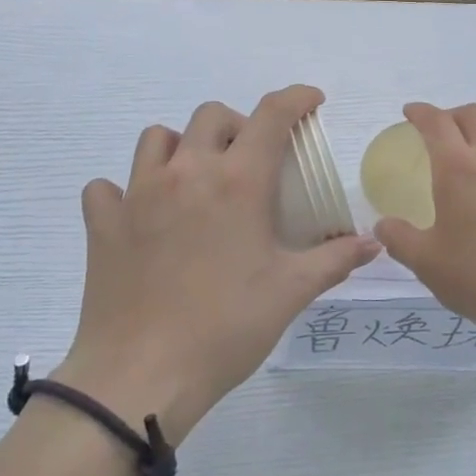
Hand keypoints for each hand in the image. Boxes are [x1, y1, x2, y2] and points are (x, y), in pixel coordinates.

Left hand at [54, 86, 378, 443]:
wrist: (139, 378)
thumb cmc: (225, 328)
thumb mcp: (291, 292)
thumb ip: (335, 259)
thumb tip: (372, 243)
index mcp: (238, 181)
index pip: (272, 114)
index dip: (296, 98)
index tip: (311, 102)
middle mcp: (187, 171)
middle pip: (212, 115)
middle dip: (238, 126)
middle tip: (250, 162)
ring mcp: (138, 193)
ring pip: (158, 138)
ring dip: (182, 147)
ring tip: (195, 180)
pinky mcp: (103, 223)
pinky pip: (107, 187)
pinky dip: (125, 191)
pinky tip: (141, 217)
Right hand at [370, 102, 475, 341]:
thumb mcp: (428, 263)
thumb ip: (400, 240)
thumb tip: (383, 226)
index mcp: (458, 168)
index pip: (437, 122)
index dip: (420, 112)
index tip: (408, 112)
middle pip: (473, 114)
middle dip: (451, 114)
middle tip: (436, 132)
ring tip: (468, 154)